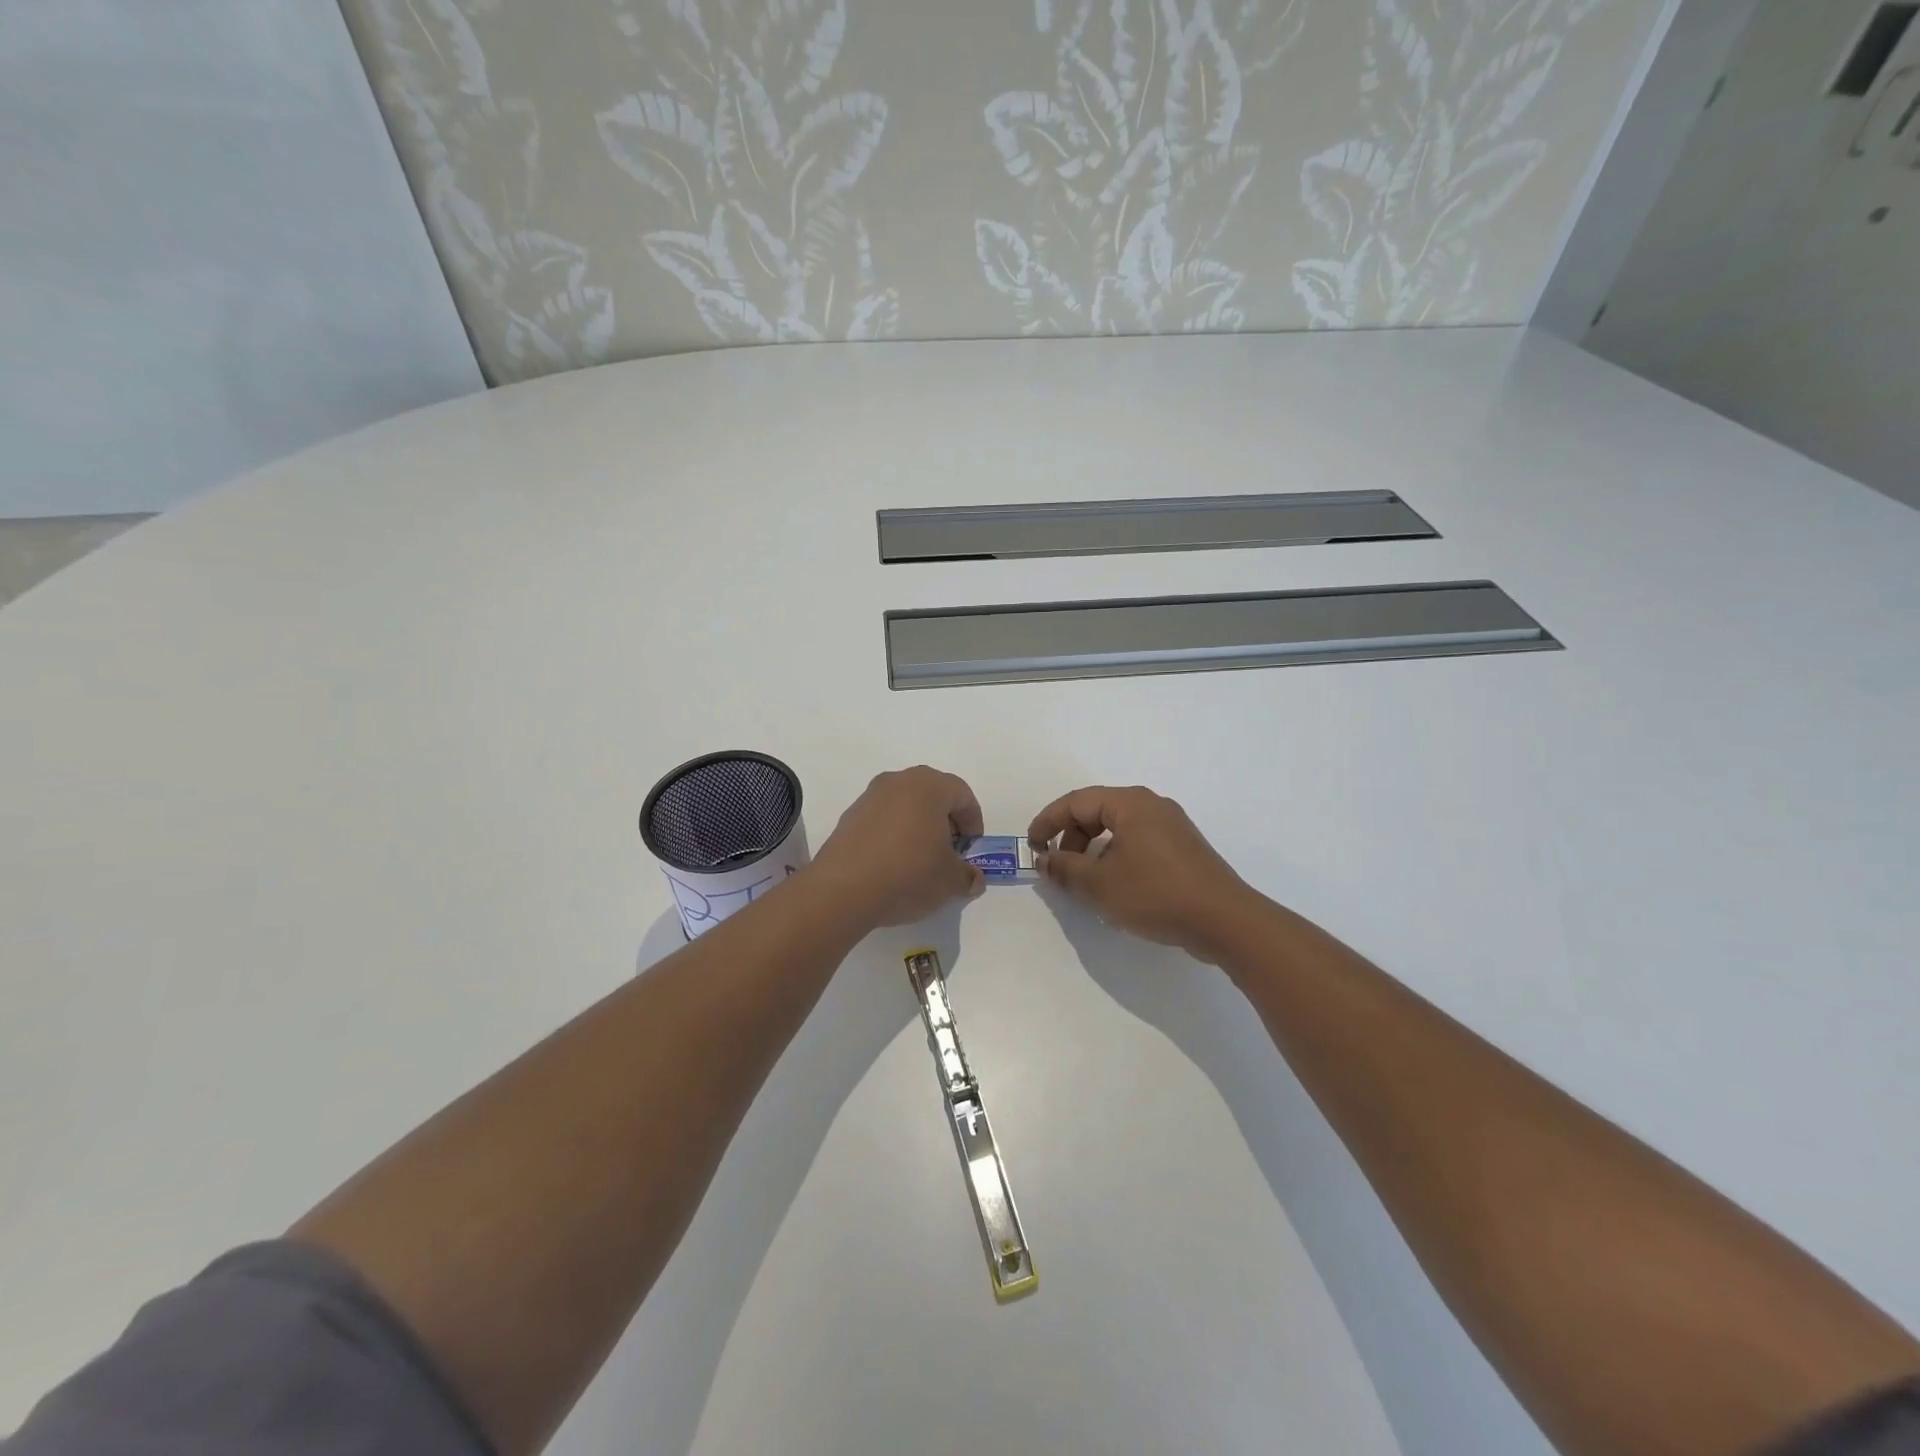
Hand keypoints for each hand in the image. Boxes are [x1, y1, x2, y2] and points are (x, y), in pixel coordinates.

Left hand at [809, 766, 986, 928]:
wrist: (843, 889)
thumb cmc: (908, 873)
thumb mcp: (949, 880)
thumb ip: (967, 876)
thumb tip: (973, 879)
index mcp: (928, 786)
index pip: (962, 794)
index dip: (973, 820)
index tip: (972, 847)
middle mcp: (898, 781)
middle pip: (932, 795)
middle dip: (946, 821)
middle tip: (950, 851)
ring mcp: (869, 797)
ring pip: (905, 805)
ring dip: (919, 827)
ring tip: (922, 860)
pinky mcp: (849, 817)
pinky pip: (882, 819)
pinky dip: (894, 834)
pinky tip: (894, 864)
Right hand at [1028, 785, 1258, 963]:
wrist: (1225, 921)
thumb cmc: (1156, 894)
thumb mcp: (1100, 884)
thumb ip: (1065, 869)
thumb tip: (1045, 860)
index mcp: (1130, 803)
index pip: (1076, 801)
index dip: (1048, 822)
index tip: (1031, 846)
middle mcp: (1151, 806)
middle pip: (1097, 811)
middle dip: (1071, 837)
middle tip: (1059, 868)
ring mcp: (1171, 827)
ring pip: (1118, 829)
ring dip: (1093, 850)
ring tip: (1085, 882)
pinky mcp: (1183, 849)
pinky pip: (1137, 842)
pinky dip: (1116, 857)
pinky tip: (1115, 887)